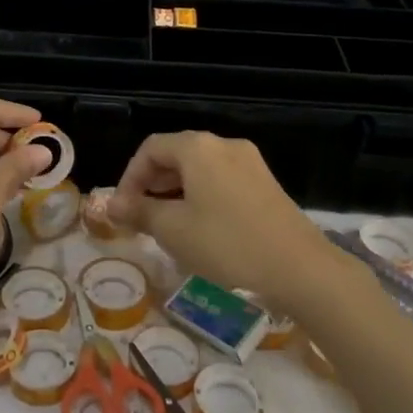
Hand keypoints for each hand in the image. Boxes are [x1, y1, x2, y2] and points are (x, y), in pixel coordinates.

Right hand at [107, 132, 338, 308]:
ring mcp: (249, 162)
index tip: (123, 210)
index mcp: (198, 148)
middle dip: (151, 184)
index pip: (150, 149)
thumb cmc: (227, 244)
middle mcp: (223, 145)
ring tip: (166, 226)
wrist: (300, 268)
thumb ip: (139, 211)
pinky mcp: (265, 183)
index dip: (129, 177)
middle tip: (140, 219)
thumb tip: (111, 204)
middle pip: (175, 155)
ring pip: (199, 169)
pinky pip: (221, 180)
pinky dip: (201, 196)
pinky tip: (200, 228)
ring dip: (175, 192)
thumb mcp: (174, 230)